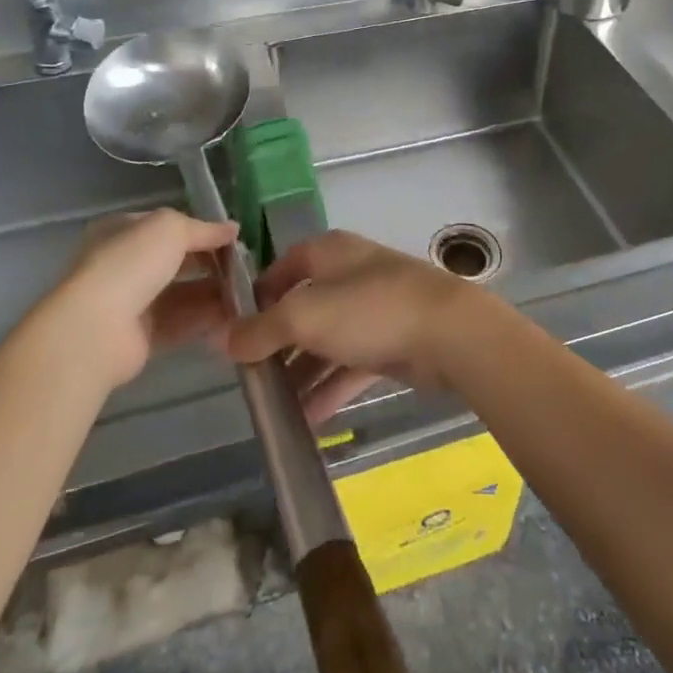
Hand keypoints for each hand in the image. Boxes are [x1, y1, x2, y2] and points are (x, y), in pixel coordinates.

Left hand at [54, 208, 240, 388]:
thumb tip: (232, 230)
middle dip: (210, 264)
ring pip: (181, 294)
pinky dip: (204, 319)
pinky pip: (179, 323)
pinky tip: (231, 316)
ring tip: (245, 294)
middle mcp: (125, 265)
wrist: (96, 329)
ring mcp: (131, 302)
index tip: (234, 240)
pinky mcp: (140, 337)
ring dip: (212, 293)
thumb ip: (204, 229)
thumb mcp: (170, 228)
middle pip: (177, 262)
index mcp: (123, 231)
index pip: (169, 227)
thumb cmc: (131, 263)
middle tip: (244, 269)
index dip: (202, 231)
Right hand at [225, 231, 484, 423]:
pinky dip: (329, 388)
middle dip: (277, 342)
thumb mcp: (305, 316)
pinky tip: (306, 420)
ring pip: (326, 340)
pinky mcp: (391, 342)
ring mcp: (373, 309)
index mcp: (329, 252)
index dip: (258, 296)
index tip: (235, 331)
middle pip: (303, 307)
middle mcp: (349, 274)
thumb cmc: (369, 310)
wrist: (448, 333)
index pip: (283, 267)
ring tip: (272, 408)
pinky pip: (350, 365)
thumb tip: (224, 339)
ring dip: (301, 372)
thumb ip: (262, 328)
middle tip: (250, 378)